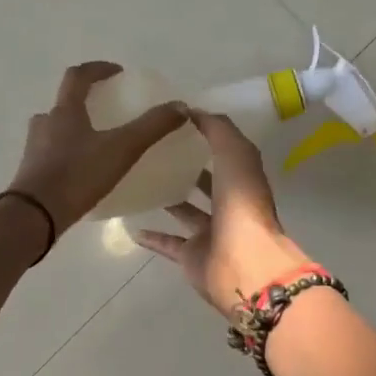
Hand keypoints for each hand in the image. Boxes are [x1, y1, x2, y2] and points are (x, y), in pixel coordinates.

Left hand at [8, 62, 188, 233]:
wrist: (34, 216)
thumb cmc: (77, 175)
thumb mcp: (122, 149)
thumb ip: (152, 127)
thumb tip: (181, 106)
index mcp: (64, 111)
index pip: (78, 76)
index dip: (98, 69)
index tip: (117, 72)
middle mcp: (45, 124)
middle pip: (64, 104)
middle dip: (86, 103)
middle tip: (108, 112)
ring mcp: (34, 150)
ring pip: (55, 131)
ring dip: (74, 130)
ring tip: (98, 145)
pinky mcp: (31, 174)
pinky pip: (51, 156)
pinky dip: (68, 156)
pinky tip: (84, 174)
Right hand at [134, 109, 312, 314]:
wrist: (243, 264)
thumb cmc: (241, 204)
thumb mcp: (234, 154)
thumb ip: (217, 129)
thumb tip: (192, 111)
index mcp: (242, 178)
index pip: (225, 151)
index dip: (206, 134)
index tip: (176, 120)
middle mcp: (229, 204)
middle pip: (208, 182)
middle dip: (188, 167)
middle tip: (154, 150)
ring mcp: (211, 232)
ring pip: (187, 212)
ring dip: (169, 199)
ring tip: (140, 182)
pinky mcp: (192, 256)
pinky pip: (168, 244)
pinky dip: (152, 237)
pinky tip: (131, 226)